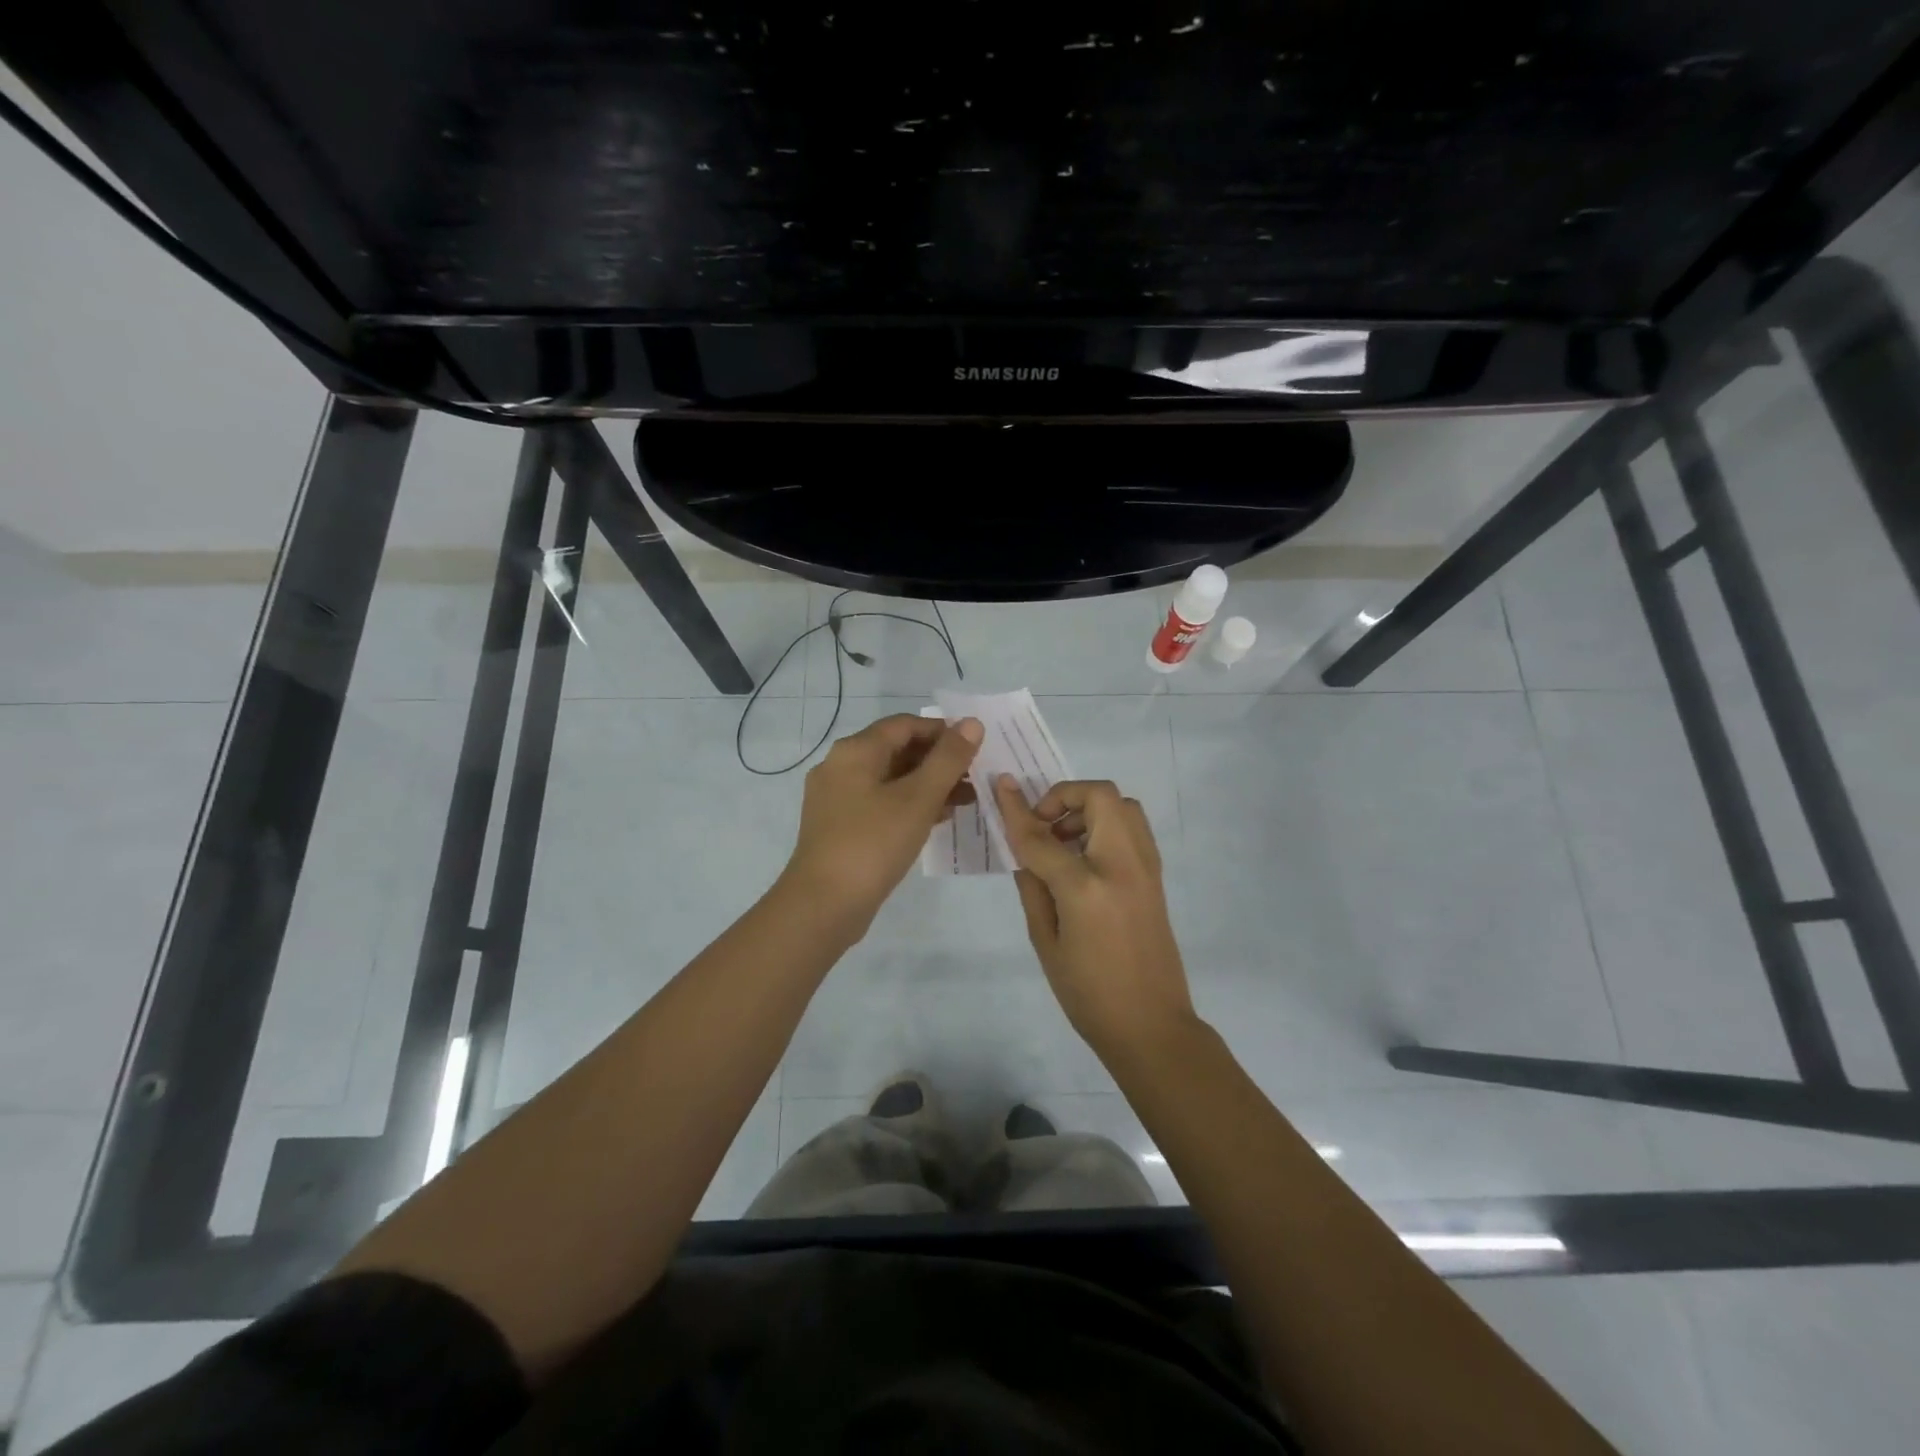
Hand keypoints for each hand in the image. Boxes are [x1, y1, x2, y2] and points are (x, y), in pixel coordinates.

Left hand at [782, 714, 983, 934]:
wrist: (824, 904)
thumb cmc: (873, 843)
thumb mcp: (918, 798)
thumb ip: (948, 759)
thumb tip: (972, 723)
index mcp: (855, 751)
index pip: (905, 724)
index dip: (943, 731)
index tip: (976, 747)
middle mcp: (840, 766)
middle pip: (897, 750)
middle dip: (939, 761)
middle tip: (975, 777)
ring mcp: (836, 798)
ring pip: (890, 779)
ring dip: (928, 785)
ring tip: (966, 800)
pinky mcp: (839, 826)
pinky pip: (880, 803)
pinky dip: (909, 805)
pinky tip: (937, 820)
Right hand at [994, 776, 1198, 1060]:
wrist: (1151, 1025)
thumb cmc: (1088, 994)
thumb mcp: (1045, 942)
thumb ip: (1033, 887)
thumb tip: (1024, 850)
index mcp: (1086, 888)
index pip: (1042, 836)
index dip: (1016, 810)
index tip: (1000, 785)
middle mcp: (1122, 865)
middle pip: (1098, 796)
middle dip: (1064, 796)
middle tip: (1044, 826)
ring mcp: (1146, 867)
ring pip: (1123, 804)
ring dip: (1089, 808)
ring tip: (1064, 842)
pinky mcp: (1157, 876)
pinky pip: (1133, 828)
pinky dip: (1107, 824)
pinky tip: (1085, 858)